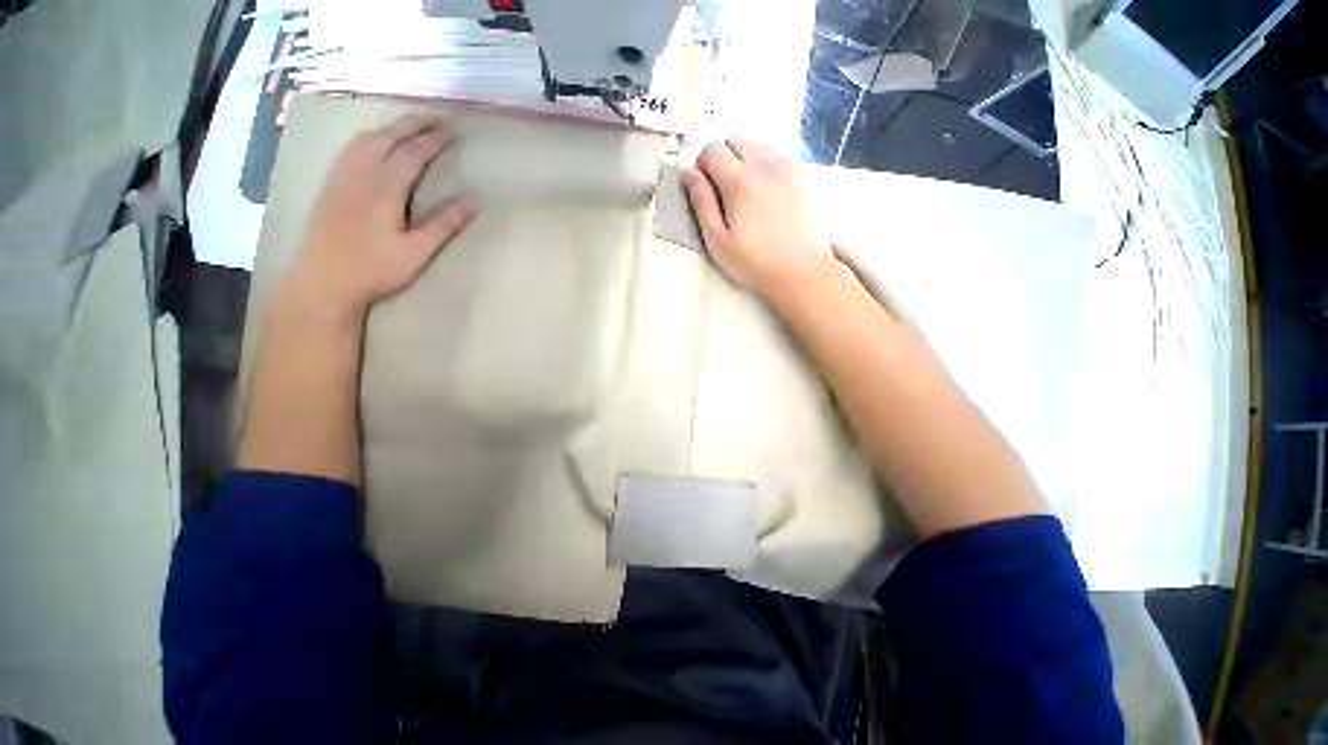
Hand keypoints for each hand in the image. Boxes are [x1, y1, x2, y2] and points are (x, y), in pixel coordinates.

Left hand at [285, 114, 476, 320]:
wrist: (323, 280)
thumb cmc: (375, 269)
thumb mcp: (417, 252)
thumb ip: (443, 225)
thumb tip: (472, 202)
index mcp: (384, 190)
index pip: (412, 155)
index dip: (432, 142)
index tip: (451, 132)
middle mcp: (360, 175)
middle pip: (387, 139)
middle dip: (411, 125)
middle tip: (434, 118)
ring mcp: (341, 178)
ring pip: (365, 140)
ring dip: (389, 127)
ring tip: (407, 124)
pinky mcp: (330, 186)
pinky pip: (349, 149)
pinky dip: (367, 137)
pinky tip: (371, 142)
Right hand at [682, 138, 834, 299]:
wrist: (800, 270)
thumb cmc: (753, 263)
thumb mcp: (717, 241)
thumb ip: (701, 203)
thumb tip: (688, 172)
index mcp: (739, 182)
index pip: (711, 150)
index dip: (702, 166)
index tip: (706, 189)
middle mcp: (764, 164)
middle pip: (734, 139)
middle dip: (723, 158)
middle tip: (725, 190)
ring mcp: (787, 166)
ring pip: (757, 143)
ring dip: (745, 159)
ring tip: (747, 192)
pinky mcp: (802, 173)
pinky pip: (777, 154)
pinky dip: (765, 164)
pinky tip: (767, 192)